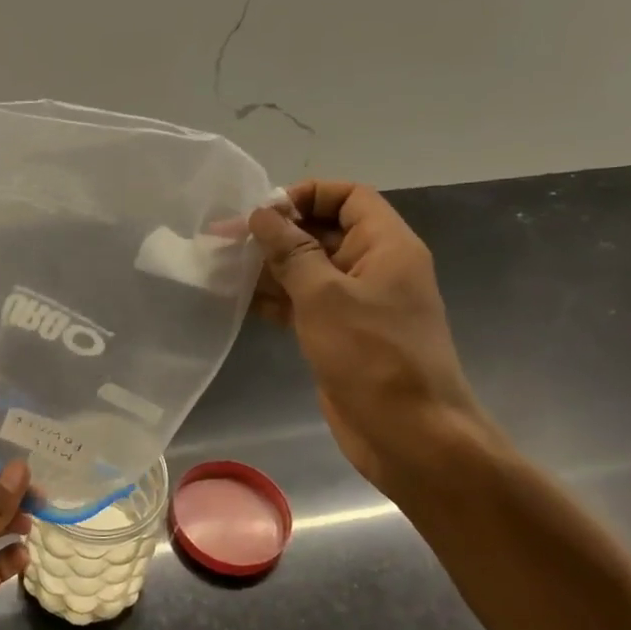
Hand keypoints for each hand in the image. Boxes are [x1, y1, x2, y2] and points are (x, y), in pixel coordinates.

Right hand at [248, 180, 486, 491]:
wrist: (409, 434)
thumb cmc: (373, 356)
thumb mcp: (325, 296)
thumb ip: (291, 252)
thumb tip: (262, 214)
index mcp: (386, 246)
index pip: (348, 197)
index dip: (307, 195)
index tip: (264, 213)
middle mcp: (374, 268)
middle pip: (323, 232)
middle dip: (277, 233)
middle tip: (224, 239)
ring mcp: (357, 304)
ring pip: (309, 270)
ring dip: (269, 267)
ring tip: (221, 267)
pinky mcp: (340, 335)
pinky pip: (304, 304)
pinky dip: (275, 299)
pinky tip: (238, 300)